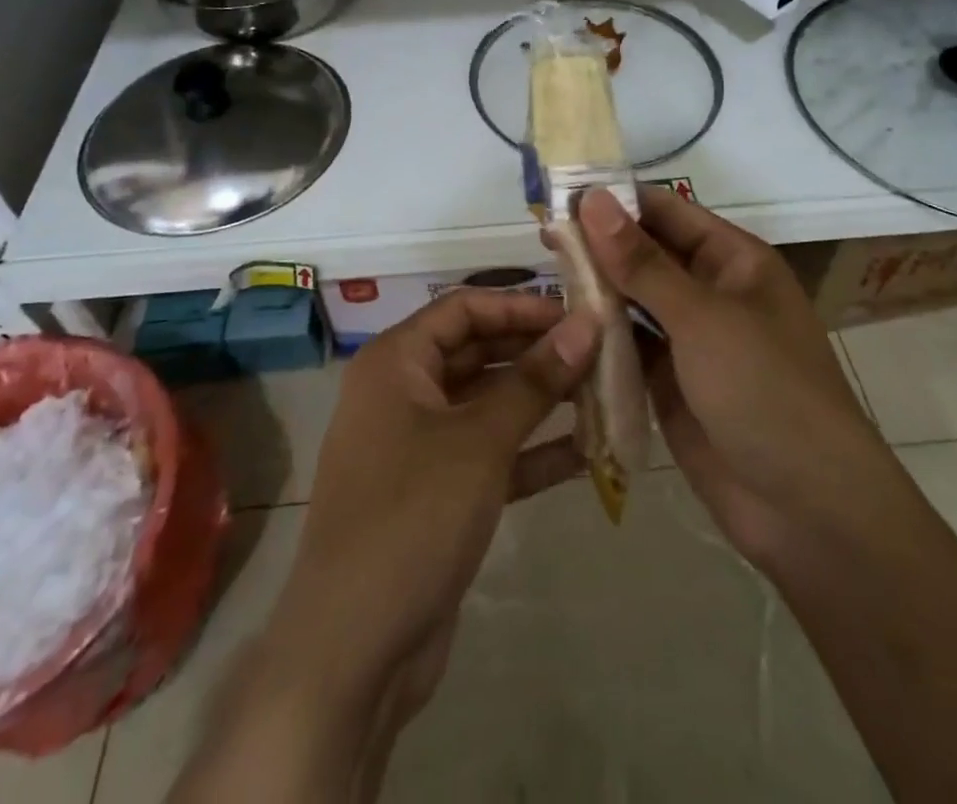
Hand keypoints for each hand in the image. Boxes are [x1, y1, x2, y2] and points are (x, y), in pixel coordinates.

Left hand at [264, 289, 597, 714]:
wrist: (353, 649)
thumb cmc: (413, 516)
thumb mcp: (481, 440)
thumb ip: (535, 381)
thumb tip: (587, 325)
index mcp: (395, 362)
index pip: (463, 308)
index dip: (520, 306)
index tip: (577, 315)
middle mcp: (402, 392)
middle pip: (477, 352)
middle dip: (536, 353)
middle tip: (599, 354)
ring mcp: (417, 445)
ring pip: (486, 404)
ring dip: (540, 402)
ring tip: (602, 395)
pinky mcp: (436, 493)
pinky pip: (488, 454)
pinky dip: (530, 451)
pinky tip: (584, 452)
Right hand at [578, 187, 880, 571]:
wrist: (808, 512)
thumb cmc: (766, 391)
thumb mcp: (703, 318)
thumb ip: (641, 262)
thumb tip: (591, 200)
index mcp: (733, 260)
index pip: (665, 211)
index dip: (615, 201)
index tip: (559, 194)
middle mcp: (710, 291)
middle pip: (645, 254)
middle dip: (599, 245)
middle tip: (541, 238)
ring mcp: (690, 340)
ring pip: (633, 300)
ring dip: (595, 290)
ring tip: (542, 277)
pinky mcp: (670, 383)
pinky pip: (628, 347)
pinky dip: (599, 337)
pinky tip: (559, 328)